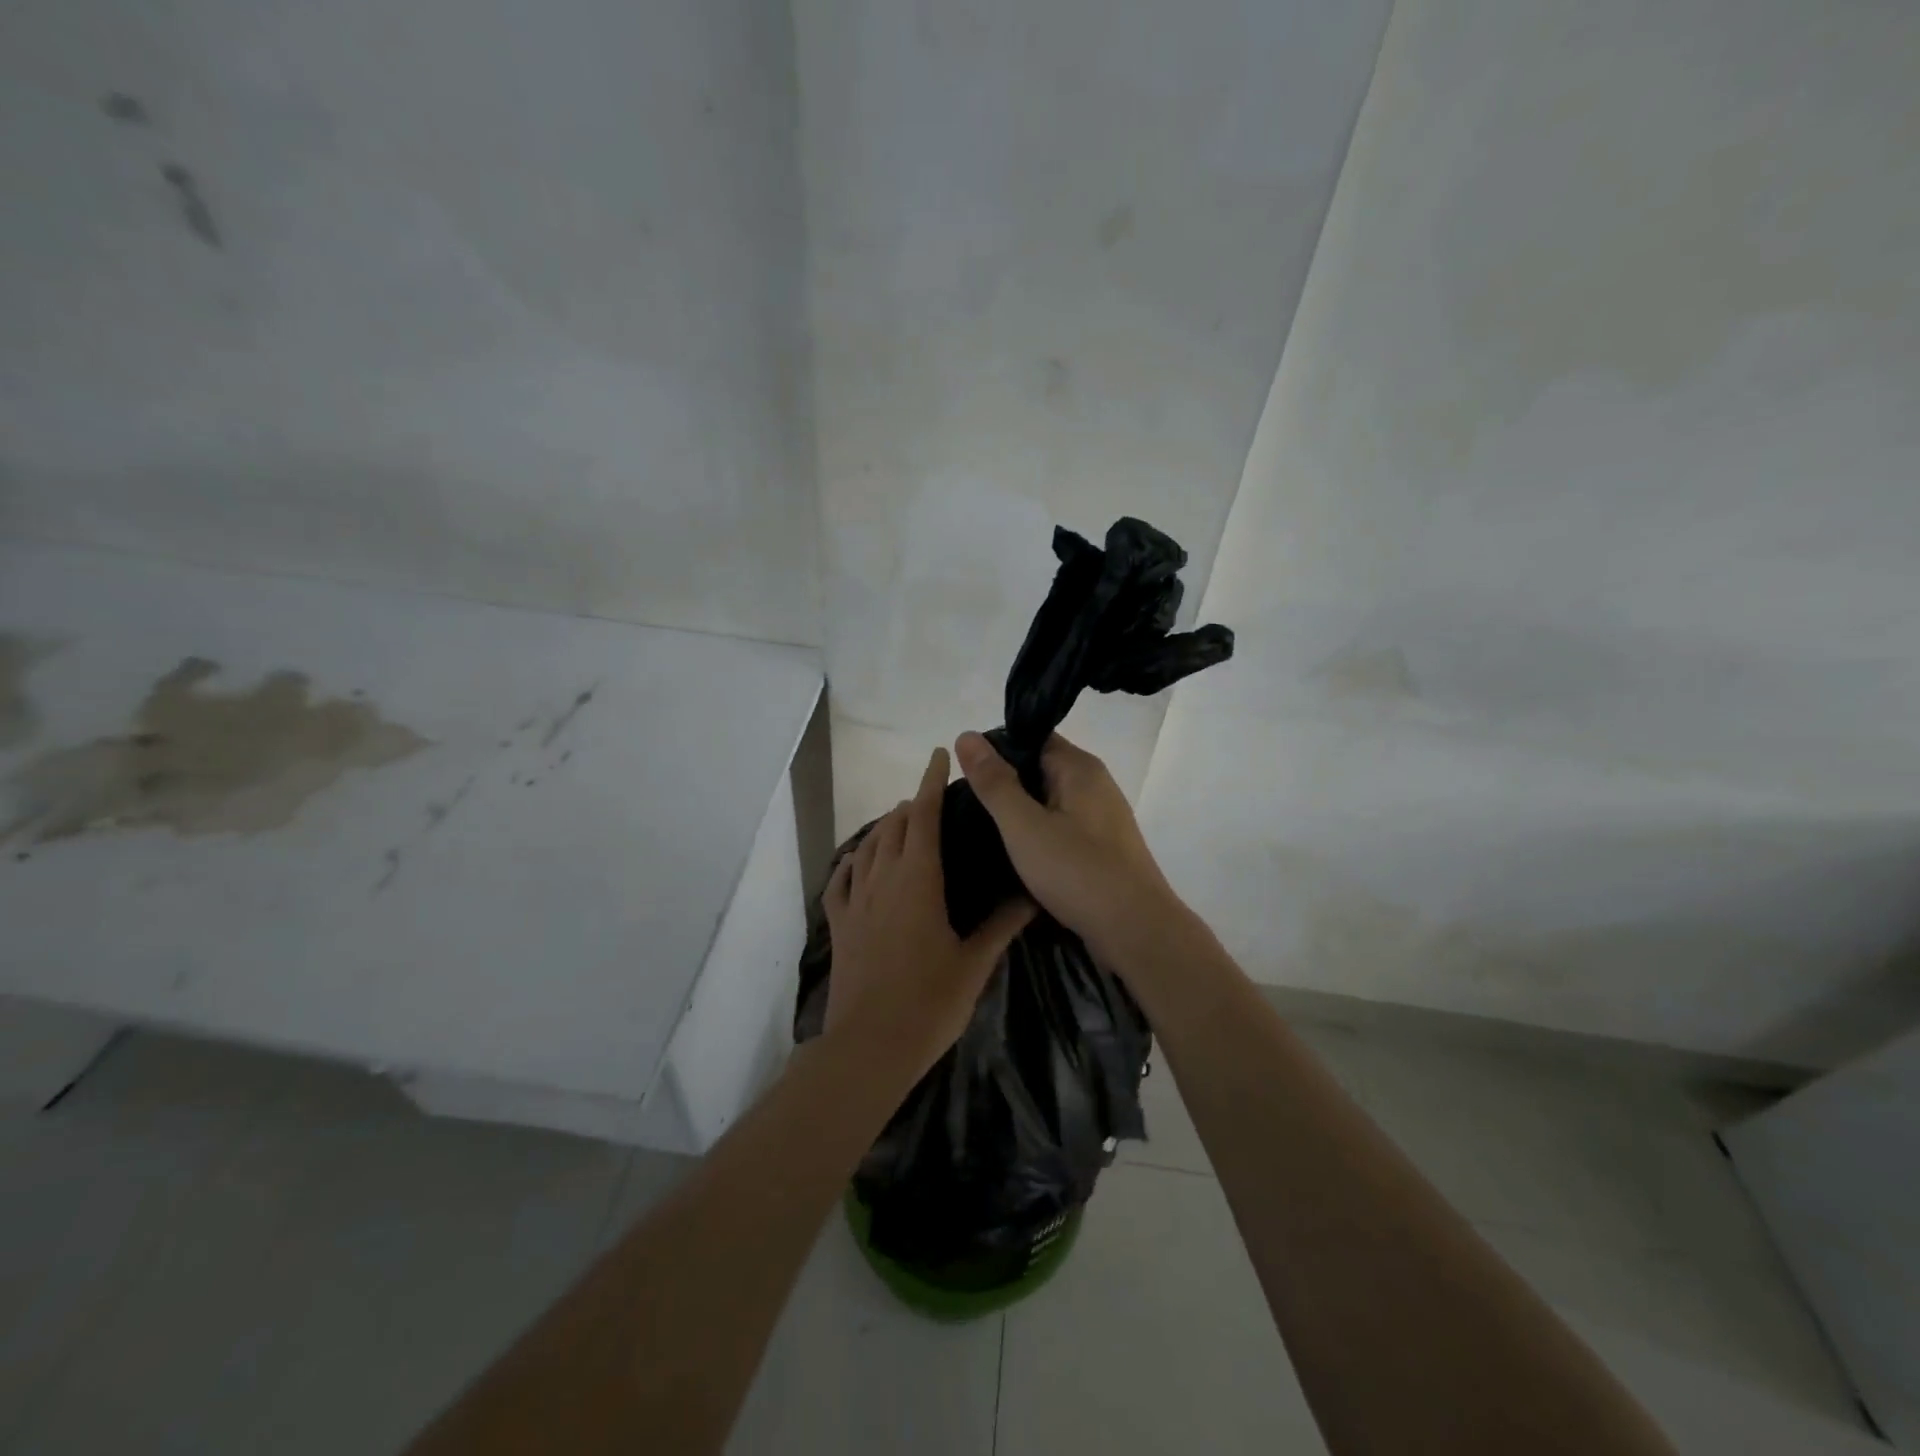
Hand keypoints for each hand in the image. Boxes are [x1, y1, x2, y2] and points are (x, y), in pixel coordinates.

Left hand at [824, 747, 1033, 1076]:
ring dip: (885, 827)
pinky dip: (852, 860)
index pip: (924, 815)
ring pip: (868, 846)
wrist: (871, 1045)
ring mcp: (855, 900)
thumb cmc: (930, 1002)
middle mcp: (883, 878)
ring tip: (902, 821)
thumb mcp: (975, 962)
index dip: (932, 782)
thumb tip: (1033, 894)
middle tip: (933, 800)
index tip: (940, 755)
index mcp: (918, 879)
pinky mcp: (839, 924)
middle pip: (894, 825)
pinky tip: (858, 859)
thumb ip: (1003, 924)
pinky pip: (841, 879)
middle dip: (912, 804)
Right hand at [954, 730, 1180, 957]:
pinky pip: (1061, 827)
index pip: (1032, 738)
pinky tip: (1014, 854)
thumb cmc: (1077, 872)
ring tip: (981, 829)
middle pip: (1039, 769)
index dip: (996, 750)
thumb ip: (994, 782)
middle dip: (1004, 784)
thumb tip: (966, 735)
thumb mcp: (1024, 825)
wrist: (1136, 931)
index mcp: (1079, 768)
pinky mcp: (1102, 848)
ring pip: (1048, 802)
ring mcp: (1101, 818)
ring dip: (1019, 813)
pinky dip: (1037, 835)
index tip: (964, 774)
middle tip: (964, 804)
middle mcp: (1095, 784)